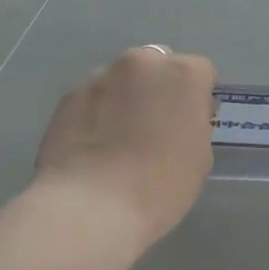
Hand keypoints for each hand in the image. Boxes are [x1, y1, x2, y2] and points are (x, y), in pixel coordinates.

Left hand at [35, 47, 216, 244]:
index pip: (201, 72)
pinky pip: (93, 99)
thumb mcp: (199, 157)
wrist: (90, 207)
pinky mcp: (68, 96)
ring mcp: (99, 76)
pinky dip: (98, 113)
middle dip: (160, 88)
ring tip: (119, 140)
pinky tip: (94, 147)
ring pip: (122, 80)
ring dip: (126, 98)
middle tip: (157, 127)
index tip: (193, 124)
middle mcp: (141, 63)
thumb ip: (194, 124)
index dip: (198, 98)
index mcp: (182, 74)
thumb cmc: (160, 185)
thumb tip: (180, 117)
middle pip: (158, 65)